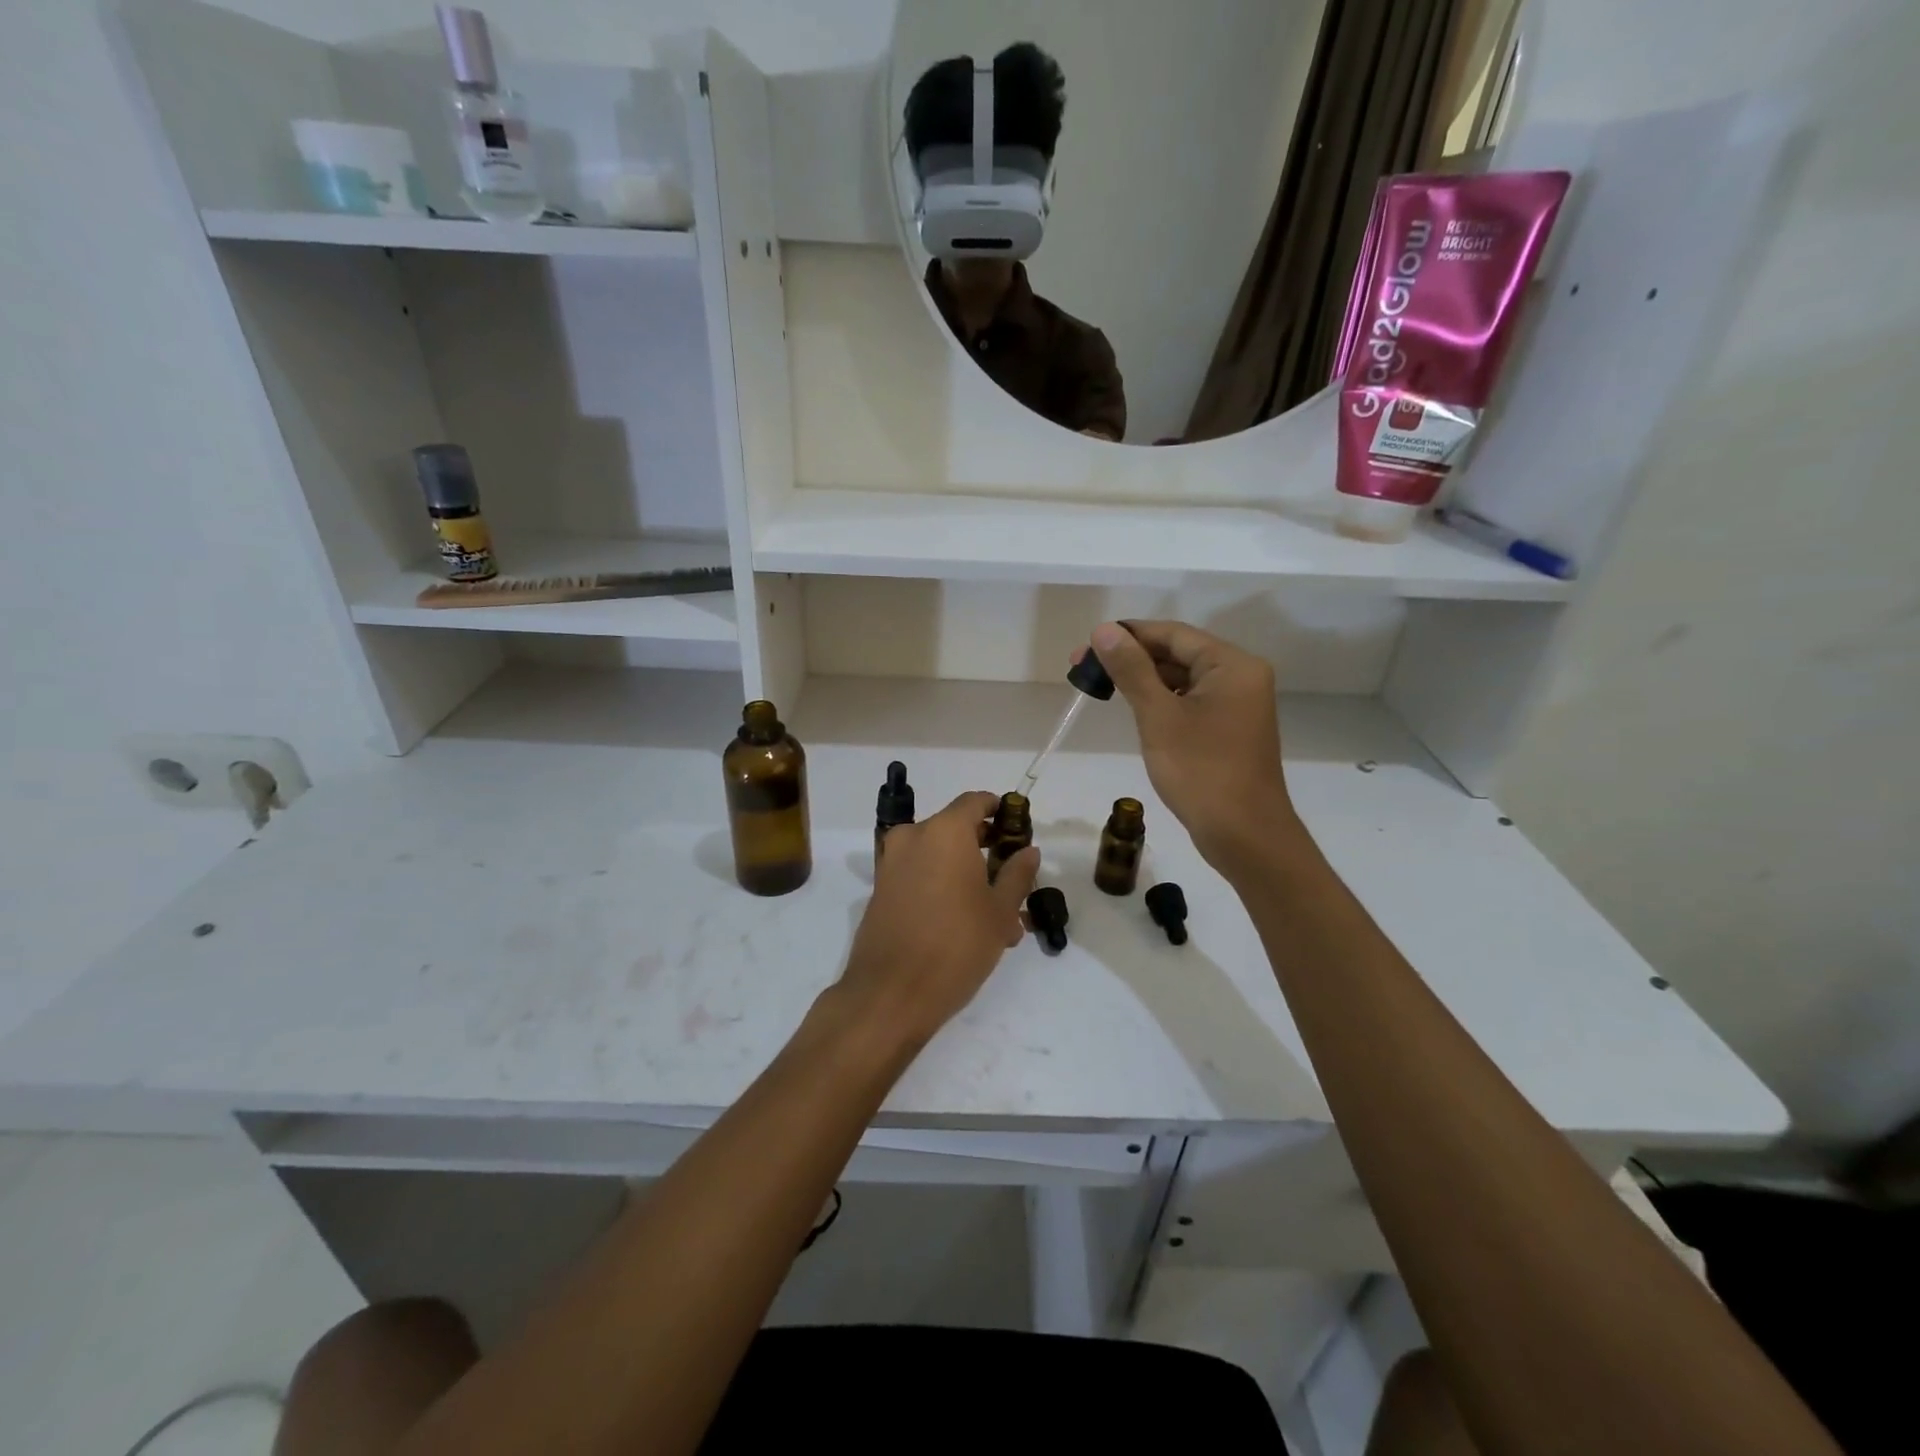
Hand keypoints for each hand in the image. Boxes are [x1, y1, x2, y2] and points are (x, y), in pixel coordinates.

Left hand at [832, 791, 1039, 1051]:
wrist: (890, 994)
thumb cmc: (956, 946)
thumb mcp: (999, 912)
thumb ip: (1016, 874)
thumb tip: (1028, 851)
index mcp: (944, 831)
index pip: (975, 802)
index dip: (999, 811)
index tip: (1017, 830)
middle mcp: (913, 837)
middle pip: (955, 830)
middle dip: (985, 851)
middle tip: (1012, 880)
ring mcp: (891, 864)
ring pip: (938, 858)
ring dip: (966, 876)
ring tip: (996, 917)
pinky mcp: (880, 890)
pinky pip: (919, 876)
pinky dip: (942, 888)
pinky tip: (965, 925)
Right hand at [1082, 621, 1303, 875]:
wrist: (1244, 836)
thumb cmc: (1201, 772)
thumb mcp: (1158, 716)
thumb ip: (1131, 670)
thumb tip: (1104, 631)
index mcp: (1231, 665)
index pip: (1173, 634)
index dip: (1128, 635)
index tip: (1086, 645)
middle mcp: (1240, 677)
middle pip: (1178, 653)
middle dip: (1132, 658)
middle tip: (1083, 669)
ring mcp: (1238, 705)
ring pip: (1183, 679)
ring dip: (1144, 680)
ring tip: (1101, 687)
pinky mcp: (1230, 729)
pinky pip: (1191, 701)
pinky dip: (1162, 701)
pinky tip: (1134, 709)